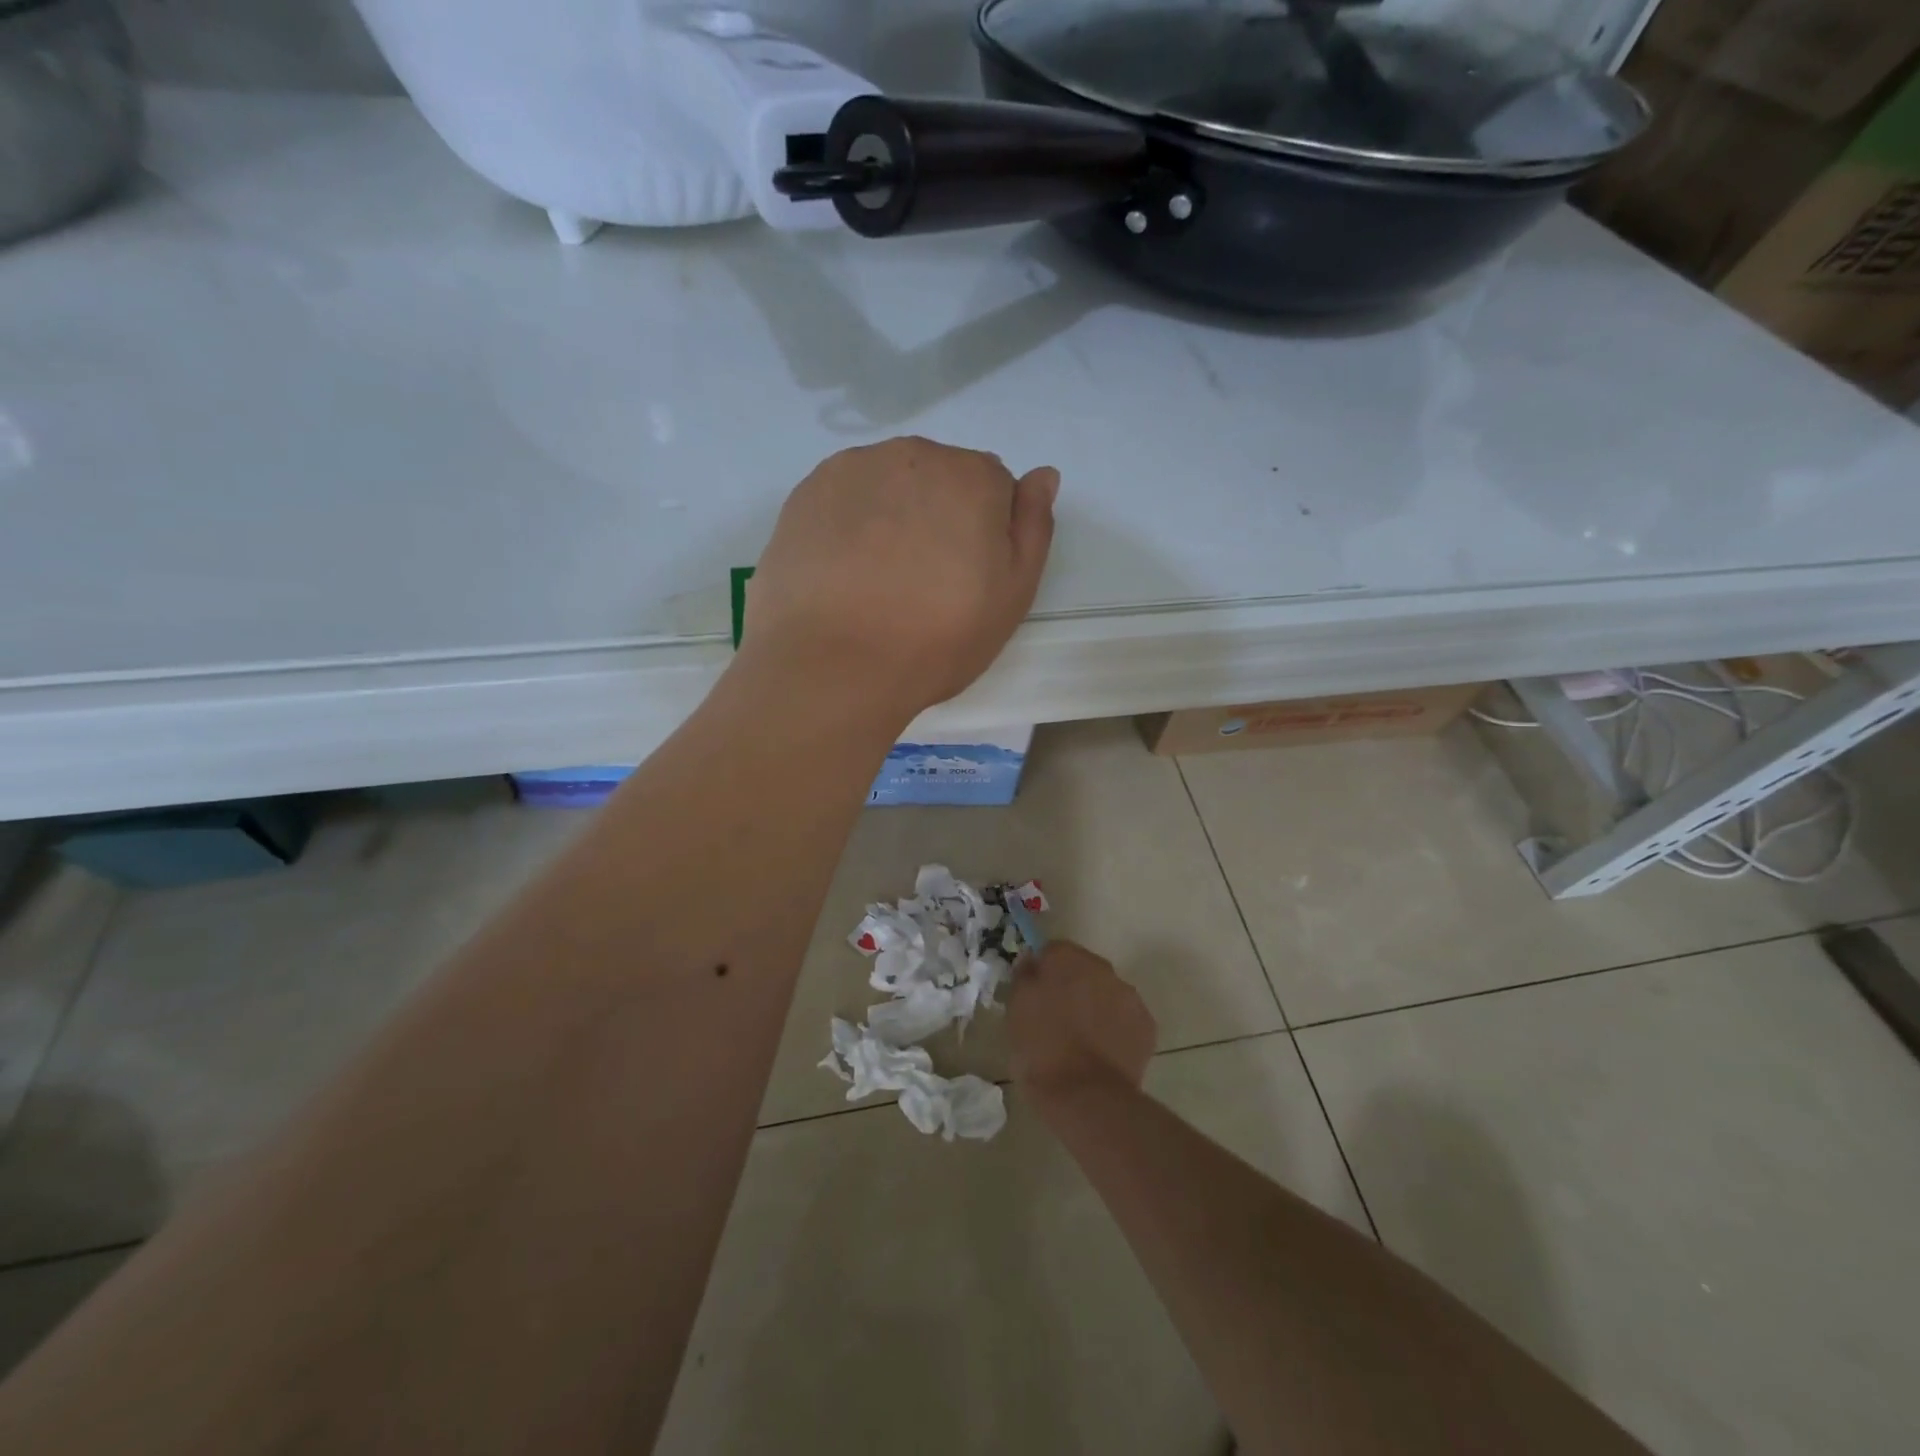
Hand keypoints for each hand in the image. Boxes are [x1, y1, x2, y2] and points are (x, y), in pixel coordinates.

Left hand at [743, 437, 1057, 722]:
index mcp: (972, 475)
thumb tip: (1042, 475)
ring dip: (893, 515)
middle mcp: (913, 455)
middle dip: (939, 516)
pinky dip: (849, 524)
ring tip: (879, 580)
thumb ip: (1033, 526)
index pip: (993, 487)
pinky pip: (844, 499)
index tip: (967, 576)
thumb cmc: (937, 638)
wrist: (834, 665)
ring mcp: (852, 470)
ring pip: (889, 485)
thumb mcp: (1012, 594)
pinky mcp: (806, 494)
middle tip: (923, 581)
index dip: (985, 532)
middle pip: (939, 478)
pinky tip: (843, 572)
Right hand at [1008, 941, 1156, 1104]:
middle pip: (1082, 969)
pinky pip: (1124, 1018)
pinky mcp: (1146, 1025)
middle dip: (1071, 986)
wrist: (1086, 1096)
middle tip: (1054, 1018)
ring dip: (1094, 1006)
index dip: (1042, 971)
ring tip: (1079, 1041)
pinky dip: (1114, 1029)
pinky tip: (1101, 1054)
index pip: (1051, 950)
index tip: (1033, 994)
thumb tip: (1031, 962)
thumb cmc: (1041, 1049)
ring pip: (1106, 992)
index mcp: (1067, 958)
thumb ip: (1024, 977)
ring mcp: (1129, 996)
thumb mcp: (1015, 1010)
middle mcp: (1102, 968)